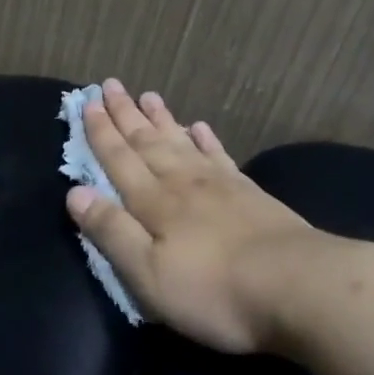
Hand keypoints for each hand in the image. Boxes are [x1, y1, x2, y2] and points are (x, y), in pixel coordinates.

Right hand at [64, 79, 351, 353]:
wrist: (299, 287)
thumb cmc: (213, 291)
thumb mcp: (148, 274)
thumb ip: (111, 231)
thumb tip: (75, 192)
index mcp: (153, 202)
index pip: (119, 159)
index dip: (101, 132)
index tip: (88, 102)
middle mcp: (182, 183)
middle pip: (147, 142)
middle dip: (125, 114)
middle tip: (110, 84)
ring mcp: (220, 185)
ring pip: (181, 142)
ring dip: (161, 119)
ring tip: (147, 95)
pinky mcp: (250, 194)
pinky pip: (219, 156)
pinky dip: (206, 140)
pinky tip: (200, 127)